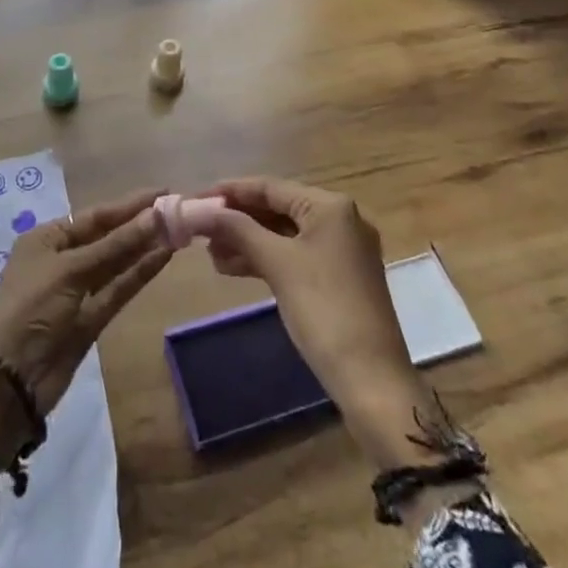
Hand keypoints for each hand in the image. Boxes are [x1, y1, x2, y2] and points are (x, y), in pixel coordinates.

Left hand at [0, 187, 169, 461]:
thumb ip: (114, 245)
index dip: (128, 205)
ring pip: (116, 263)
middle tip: (177, 211)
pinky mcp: (92, 318)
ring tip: (178, 230)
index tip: (162, 192)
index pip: (94, 216)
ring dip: (144, 247)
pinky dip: (139, 274)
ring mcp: (78, 290)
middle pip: (107, 237)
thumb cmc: (31, 308)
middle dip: (139, 225)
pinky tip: (163, 257)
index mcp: (47, 239)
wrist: (10, 379)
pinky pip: (119, 288)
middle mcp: (63, 260)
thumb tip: (154, 215)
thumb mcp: (70, 270)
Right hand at [193, 177, 431, 469]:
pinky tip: (234, 268)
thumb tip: (203, 211)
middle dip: (238, 219)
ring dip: (248, 241)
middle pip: (277, 208)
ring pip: (284, 234)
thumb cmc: (324, 310)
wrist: (371, 379)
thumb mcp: (278, 265)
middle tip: (200, 230)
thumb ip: (239, 231)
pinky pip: (295, 255)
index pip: (270, 187)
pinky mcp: (339, 277)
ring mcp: (342, 250)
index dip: (230, 191)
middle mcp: (340, 219)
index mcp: (330, 206)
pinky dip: (266, 259)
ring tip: (211, 254)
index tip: (196, 199)